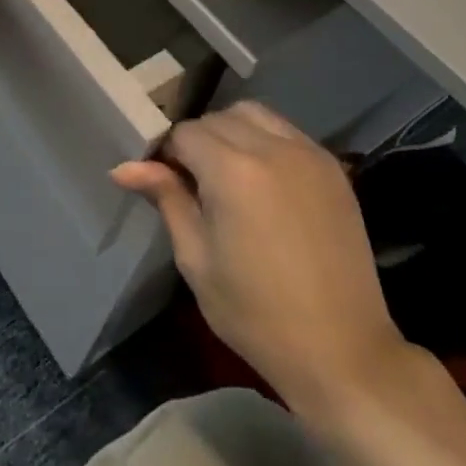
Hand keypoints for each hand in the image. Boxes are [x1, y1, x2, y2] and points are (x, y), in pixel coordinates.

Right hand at [113, 102, 410, 425]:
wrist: (341, 350)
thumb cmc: (255, 312)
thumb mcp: (196, 258)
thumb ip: (166, 199)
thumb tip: (123, 167)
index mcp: (232, 171)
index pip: (184, 133)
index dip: (167, 154)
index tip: (164, 183)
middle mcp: (272, 148)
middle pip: (218, 118)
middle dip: (198, 141)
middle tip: (193, 184)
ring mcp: (309, 154)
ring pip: (255, 115)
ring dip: (232, 132)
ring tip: (228, 177)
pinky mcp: (334, 168)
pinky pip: (287, 133)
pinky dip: (266, 141)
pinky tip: (263, 181)